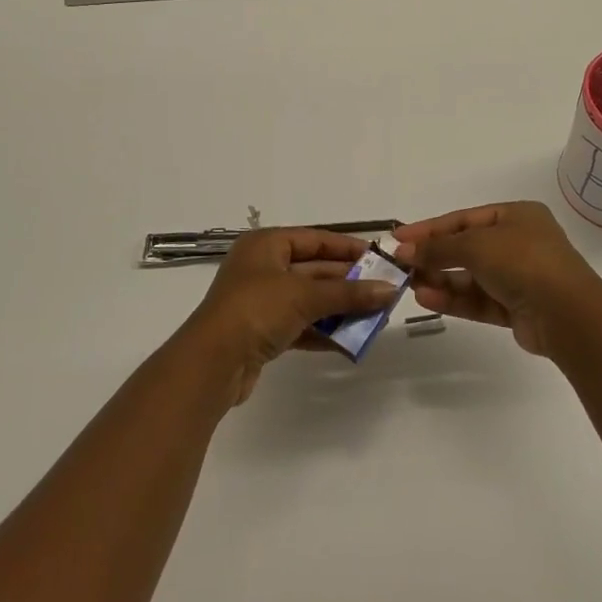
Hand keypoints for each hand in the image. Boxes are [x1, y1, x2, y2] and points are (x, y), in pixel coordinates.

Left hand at [183, 227, 401, 405]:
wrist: (212, 363)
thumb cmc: (256, 309)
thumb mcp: (304, 295)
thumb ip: (348, 292)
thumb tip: (389, 290)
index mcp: (266, 245)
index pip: (315, 239)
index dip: (347, 248)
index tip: (379, 258)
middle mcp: (263, 268)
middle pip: (314, 269)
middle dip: (348, 282)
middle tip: (384, 291)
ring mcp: (261, 301)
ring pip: (309, 299)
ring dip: (340, 308)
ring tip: (375, 317)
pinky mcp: (263, 332)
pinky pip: (301, 325)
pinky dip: (324, 331)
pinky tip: (351, 341)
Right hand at [393, 201, 601, 357]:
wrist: (567, 315)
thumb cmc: (523, 262)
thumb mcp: (476, 245)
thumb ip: (438, 247)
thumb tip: (404, 250)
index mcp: (516, 216)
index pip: (464, 219)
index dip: (430, 228)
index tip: (398, 237)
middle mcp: (518, 243)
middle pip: (466, 248)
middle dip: (434, 256)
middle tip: (400, 265)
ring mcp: (519, 277)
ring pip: (471, 277)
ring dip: (441, 280)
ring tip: (409, 285)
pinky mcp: (516, 308)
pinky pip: (479, 300)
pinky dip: (454, 299)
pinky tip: (426, 299)